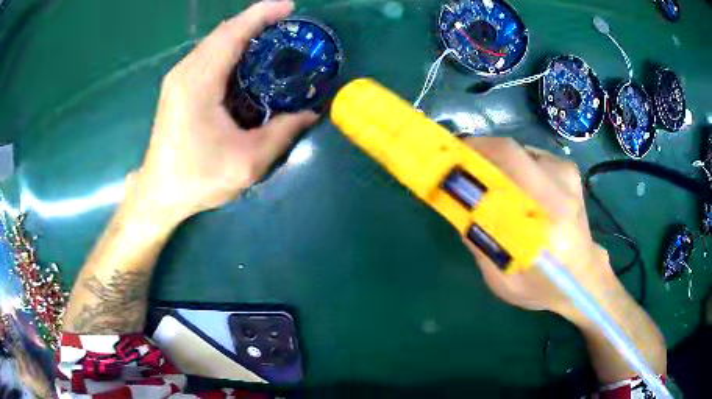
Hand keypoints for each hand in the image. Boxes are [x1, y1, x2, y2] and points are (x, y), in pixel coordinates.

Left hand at [136, 0, 317, 225]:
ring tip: (273, 36)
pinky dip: (231, 48)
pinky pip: (208, 55)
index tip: (290, 7)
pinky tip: (247, 58)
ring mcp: (178, 77)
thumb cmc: (198, 178)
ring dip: (244, 33)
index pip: (233, 33)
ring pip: (215, 41)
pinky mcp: (177, 86)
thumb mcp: (248, 162)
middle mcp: (185, 71)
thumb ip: (283, 133)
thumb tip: (311, 113)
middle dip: (257, 21)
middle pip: (224, 32)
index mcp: (199, 81)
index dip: (262, 14)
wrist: (159, 193)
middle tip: (289, 24)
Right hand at [461, 137, 619, 321]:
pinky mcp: (569, 171)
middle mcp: (560, 189)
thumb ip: (481, 245)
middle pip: (511, 150)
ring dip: (498, 162)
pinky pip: (532, 157)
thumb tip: (459, 207)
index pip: (509, 163)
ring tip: (490, 185)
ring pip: (520, 152)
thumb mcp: (504, 281)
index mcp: (547, 220)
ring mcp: (567, 175)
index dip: (475, 152)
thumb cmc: (544, 286)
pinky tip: (516, 189)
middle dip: (479, 152)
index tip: (450, 157)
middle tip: (461, 166)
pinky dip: (515, 166)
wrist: (584, 278)